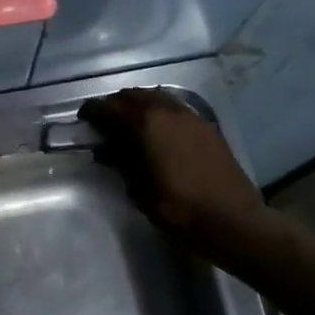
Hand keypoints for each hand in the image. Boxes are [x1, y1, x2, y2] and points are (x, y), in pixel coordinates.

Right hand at [79, 88, 272, 262]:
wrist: (231, 219)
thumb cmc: (178, 208)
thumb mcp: (139, 189)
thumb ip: (121, 164)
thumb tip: (105, 151)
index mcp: (147, 125)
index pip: (111, 109)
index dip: (93, 111)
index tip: (83, 117)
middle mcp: (168, 111)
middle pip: (134, 96)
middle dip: (116, 104)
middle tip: (104, 120)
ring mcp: (191, 116)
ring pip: (157, 97)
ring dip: (139, 104)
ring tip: (129, 122)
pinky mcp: (206, 126)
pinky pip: (175, 107)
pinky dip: (160, 111)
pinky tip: (157, 129)